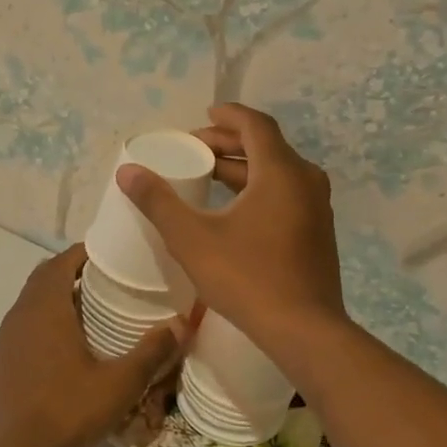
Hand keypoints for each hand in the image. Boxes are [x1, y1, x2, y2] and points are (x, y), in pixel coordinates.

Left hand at [0, 245, 187, 446]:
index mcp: (45, 310)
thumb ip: (151, 352)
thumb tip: (182, 323)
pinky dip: (37, 333)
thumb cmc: (65, 413)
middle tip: (102, 283)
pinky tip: (55, 360)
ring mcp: (0, 344)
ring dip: (53, 304)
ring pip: (27, 309)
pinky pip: (17, 337)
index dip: (83, 253)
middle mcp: (18, 318)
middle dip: (69, 275)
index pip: (60, 262)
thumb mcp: (119, 385)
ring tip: (83, 319)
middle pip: (42, 281)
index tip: (108, 254)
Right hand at [116, 104, 346, 360]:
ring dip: (243, 168)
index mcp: (280, 172)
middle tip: (195, 149)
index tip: (203, 115)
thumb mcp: (193, 239)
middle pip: (266, 147)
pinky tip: (235, 210)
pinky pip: (287, 194)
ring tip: (208, 175)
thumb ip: (159, 203)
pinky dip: (260, 188)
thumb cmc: (247, 278)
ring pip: (277, 172)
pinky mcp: (318, 232)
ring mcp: (317, 208)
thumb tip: (128, 172)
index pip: (255, 125)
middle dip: (229, 143)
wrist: (304, 330)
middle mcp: (306, 181)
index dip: (228, 116)